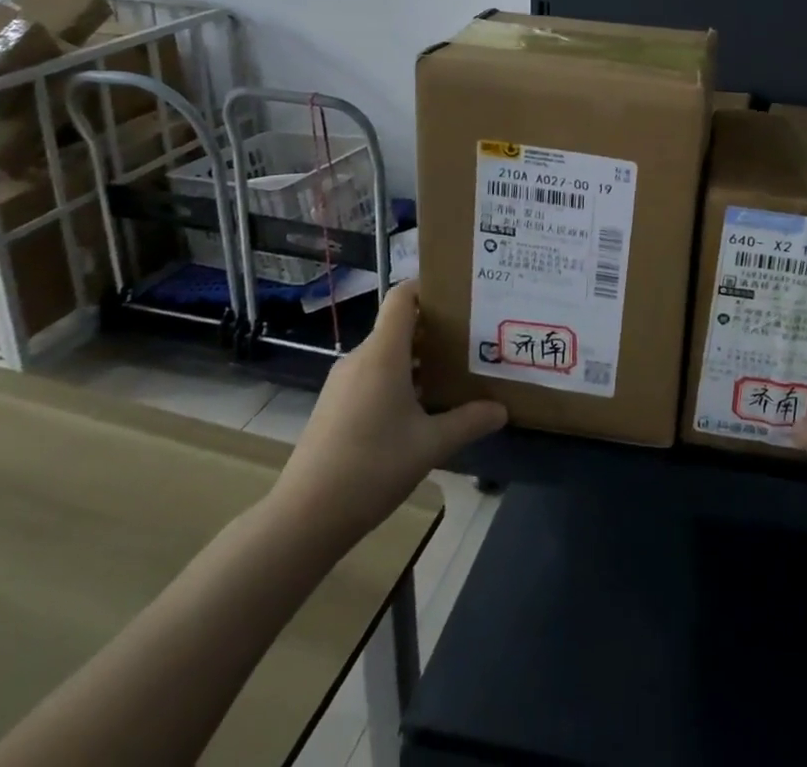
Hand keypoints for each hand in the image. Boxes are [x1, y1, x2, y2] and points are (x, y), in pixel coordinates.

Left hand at [267, 280, 505, 546]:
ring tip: (452, 376)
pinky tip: (418, 411)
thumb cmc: (372, 467)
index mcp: (383, 353)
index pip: (403, 297)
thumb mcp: (430, 445)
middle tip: (471, 342)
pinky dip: (397, 381)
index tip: (460, 297)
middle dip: (435, 331)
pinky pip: (371, 377)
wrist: (303, 518)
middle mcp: (360, 358)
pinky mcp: (333, 406)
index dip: (428, 288)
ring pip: (386, 355)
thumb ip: (469, 422)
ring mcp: (342, 383)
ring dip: (417, 360)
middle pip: (399, 326)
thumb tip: (502, 410)